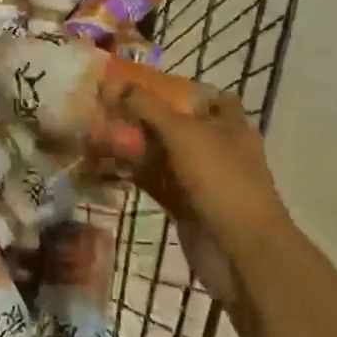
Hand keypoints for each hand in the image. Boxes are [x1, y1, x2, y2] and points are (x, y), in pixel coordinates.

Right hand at [101, 83, 288, 279]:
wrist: (241, 254)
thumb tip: (112, 83)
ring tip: (96, 131)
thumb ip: (148, 106)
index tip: (139, 83)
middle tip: (106, 105)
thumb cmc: (220, 181)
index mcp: (227, 123)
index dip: (174, 87)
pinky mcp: (183, 203)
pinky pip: (153, 180)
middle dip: (142, 115)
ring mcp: (199, 177)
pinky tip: (104, 163)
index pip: (203, 95)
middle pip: (174, 123)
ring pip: (160, 152)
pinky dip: (132, 172)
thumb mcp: (184, 134)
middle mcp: (214, 146)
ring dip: (132, 144)